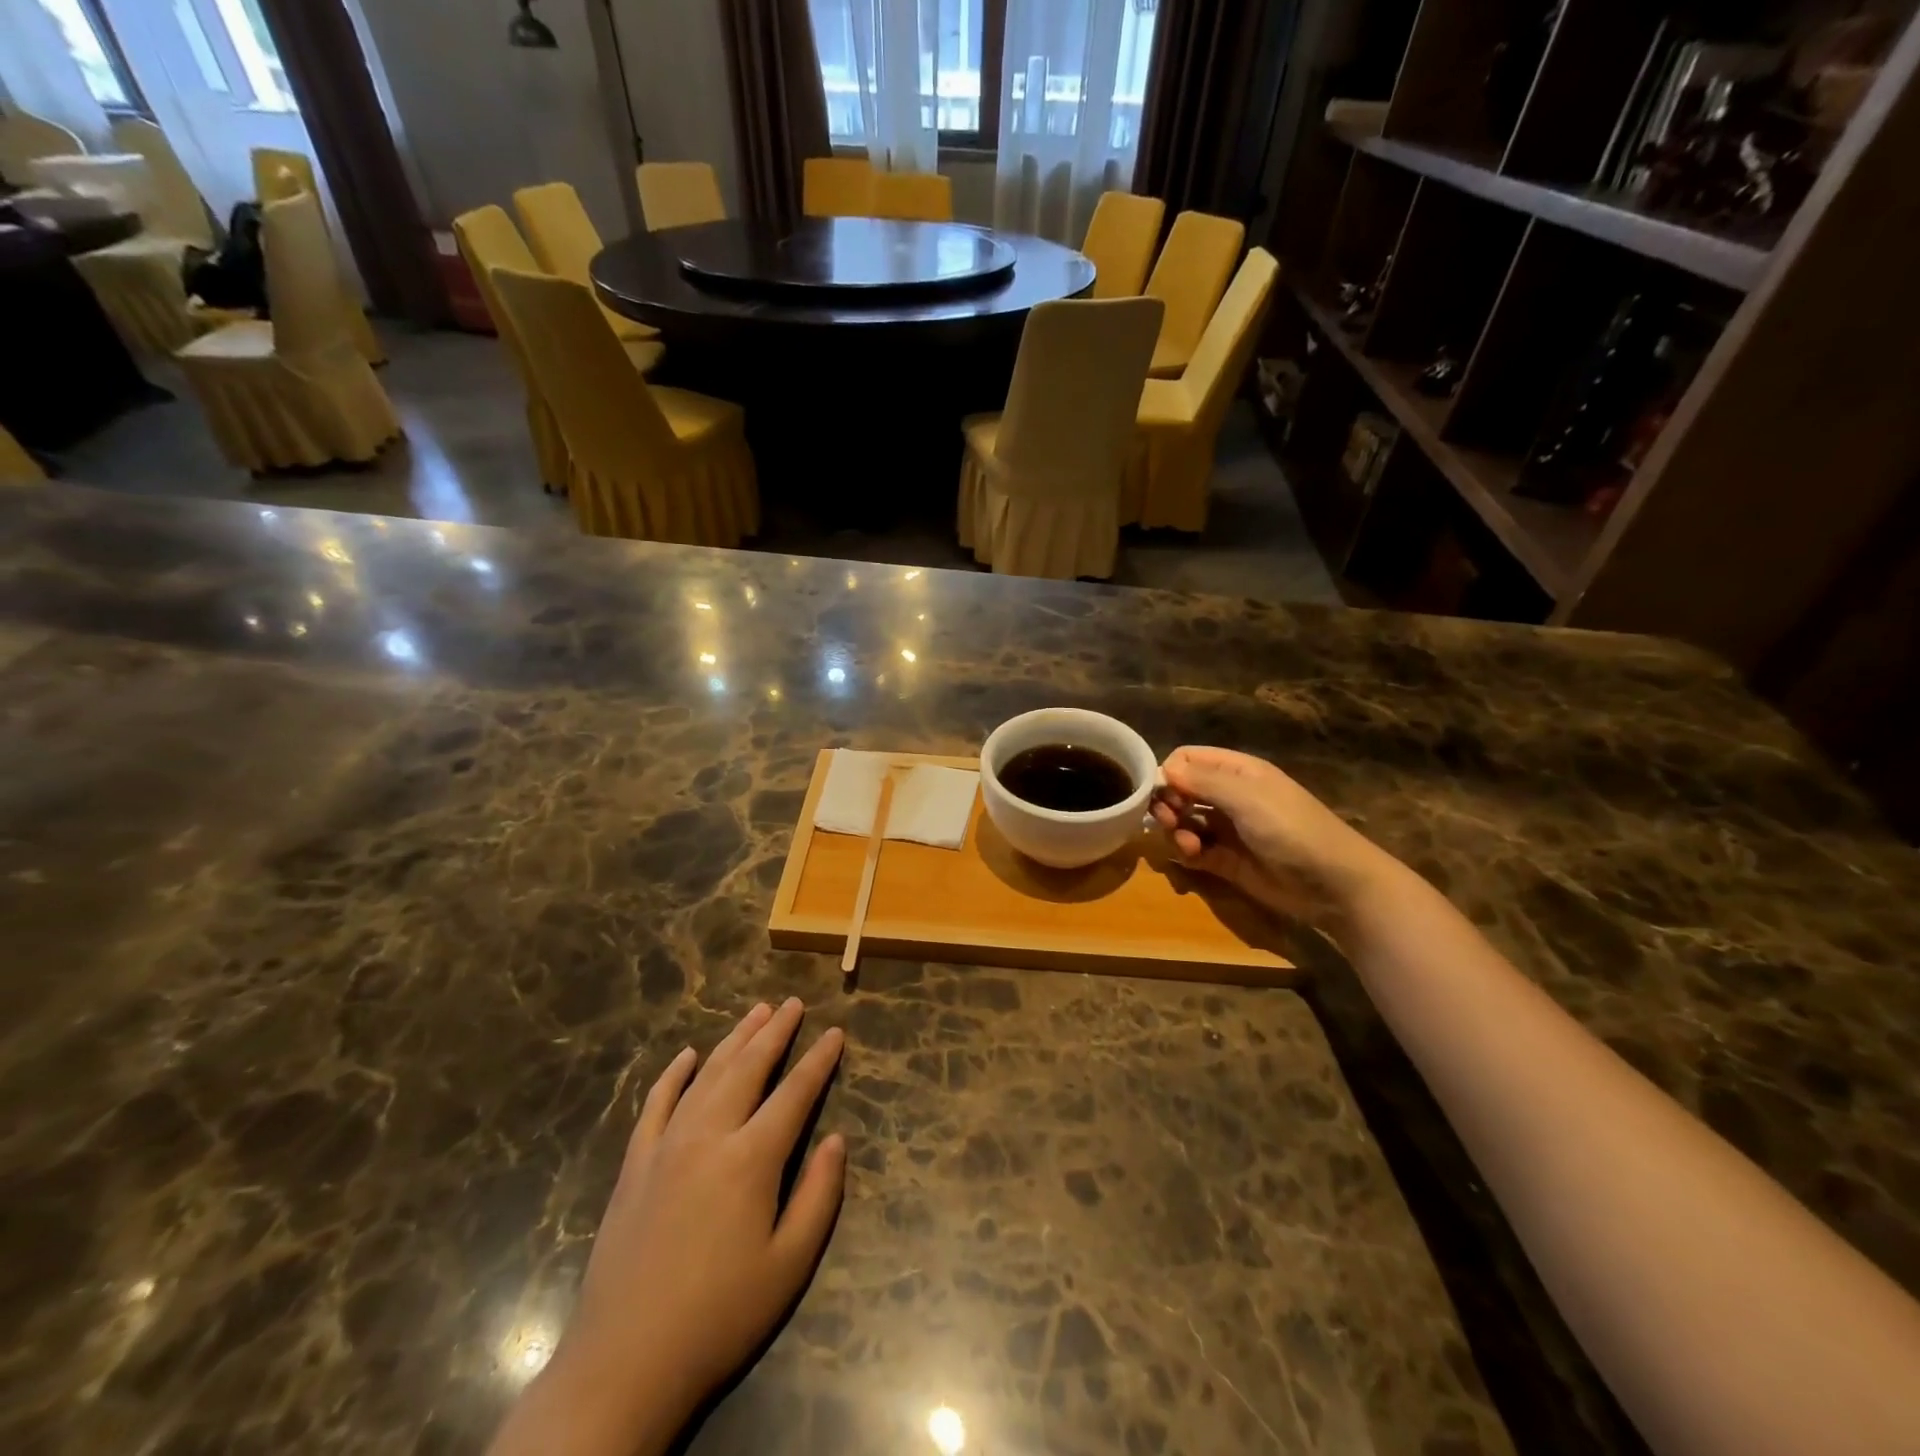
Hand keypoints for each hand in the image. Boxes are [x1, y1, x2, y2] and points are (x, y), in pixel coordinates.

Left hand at [492, 1001, 846, 1455]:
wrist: (623, 1365)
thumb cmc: (719, 1317)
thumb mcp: (789, 1266)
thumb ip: (818, 1195)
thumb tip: (836, 1139)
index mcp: (750, 1159)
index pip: (795, 1093)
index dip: (819, 1060)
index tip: (835, 1032)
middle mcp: (709, 1136)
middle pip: (749, 1068)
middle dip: (776, 1032)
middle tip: (794, 1003)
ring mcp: (665, 1146)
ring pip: (707, 1075)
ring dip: (735, 1039)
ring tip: (757, 1011)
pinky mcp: (634, 1165)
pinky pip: (656, 1103)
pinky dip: (674, 1074)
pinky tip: (688, 1055)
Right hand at [1150, 746, 1387, 914]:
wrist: (1334, 884)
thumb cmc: (1292, 829)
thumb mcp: (1247, 798)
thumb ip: (1202, 781)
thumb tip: (1164, 769)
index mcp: (1237, 772)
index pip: (1188, 759)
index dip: (1169, 773)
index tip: (1160, 793)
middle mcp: (1228, 796)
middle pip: (1181, 791)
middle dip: (1168, 805)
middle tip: (1168, 821)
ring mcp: (1227, 829)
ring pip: (1183, 822)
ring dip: (1175, 831)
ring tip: (1186, 845)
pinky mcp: (1226, 861)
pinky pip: (1193, 850)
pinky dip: (1185, 852)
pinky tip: (1191, 857)